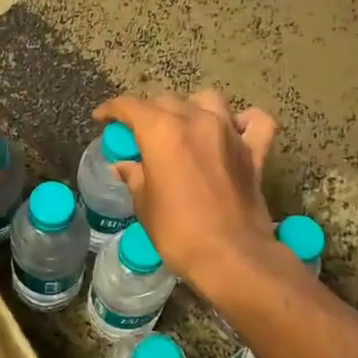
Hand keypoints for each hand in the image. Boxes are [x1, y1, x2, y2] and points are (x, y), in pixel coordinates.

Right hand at [92, 89, 279, 292]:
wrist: (231, 256)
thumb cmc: (178, 232)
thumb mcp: (145, 205)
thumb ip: (135, 177)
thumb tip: (125, 166)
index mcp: (162, 132)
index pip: (131, 106)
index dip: (112, 109)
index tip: (102, 118)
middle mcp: (196, 121)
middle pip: (167, 101)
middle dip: (148, 113)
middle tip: (139, 135)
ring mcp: (230, 132)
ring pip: (207, 101)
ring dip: (191, 109)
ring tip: (183, 128)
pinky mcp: (255, 151)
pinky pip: (254, 122)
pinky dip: (243, 121)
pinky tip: (234, 131)